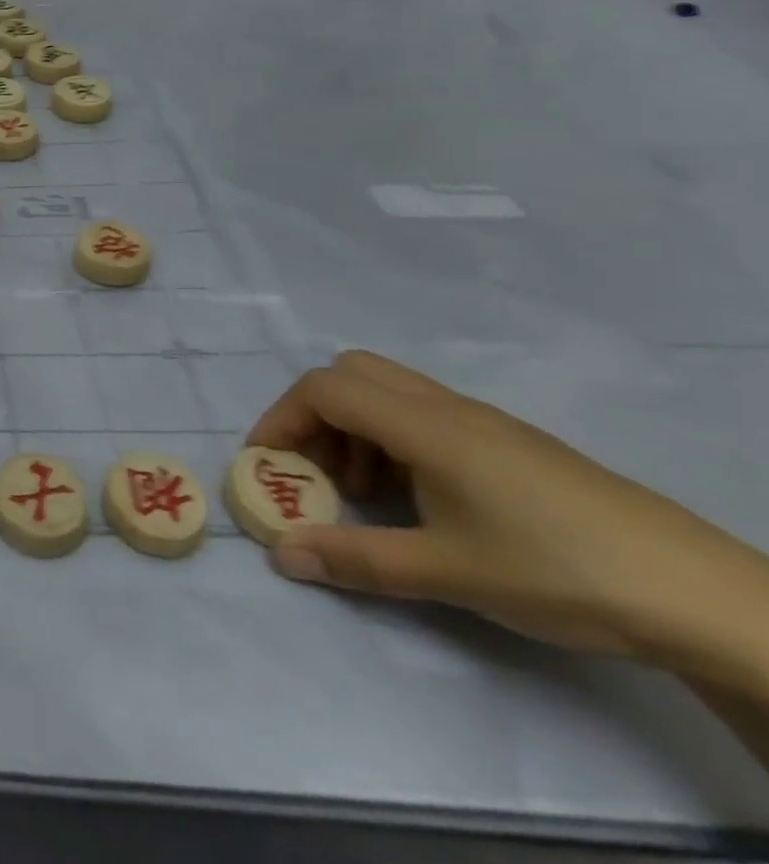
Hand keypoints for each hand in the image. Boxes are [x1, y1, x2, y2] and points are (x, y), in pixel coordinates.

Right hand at [248, 350, 768, 674]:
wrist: (701, 596)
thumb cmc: (557, 572)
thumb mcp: (447, 573)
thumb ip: (355, 558)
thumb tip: (280, 555)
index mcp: (424, 425)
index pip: (325, 389)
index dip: (283, 417)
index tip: (269, 463)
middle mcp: (447, 408)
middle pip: (352, 373)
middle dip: (316, 414)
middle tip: (318, 469)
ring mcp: (484, 422)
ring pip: (389, 391)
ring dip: (356, 429)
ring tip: (369, 494)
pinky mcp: (512, 444)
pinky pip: (426, 416)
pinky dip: (395, 440)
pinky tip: (422, 500)